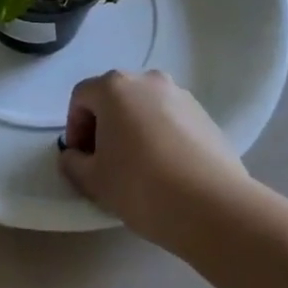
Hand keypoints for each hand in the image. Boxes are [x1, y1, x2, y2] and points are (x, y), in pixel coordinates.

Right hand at [58, 69, 246, 240]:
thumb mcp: (93, 180)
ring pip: (145, 108)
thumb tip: (74, 156)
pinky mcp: (206, 117)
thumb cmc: (141, 186)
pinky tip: (167, 170)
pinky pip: (171, 120)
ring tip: (138, 167)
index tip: (80, 158)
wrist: (214, 207)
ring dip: (134, 129)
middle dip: (104, 125)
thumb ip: (73, 162)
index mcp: (114, 87)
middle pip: (114, 98)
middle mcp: (148, 80)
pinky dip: (161, 136)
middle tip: (105, 161)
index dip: (74, 128)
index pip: (81, 98)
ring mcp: (181, 96)